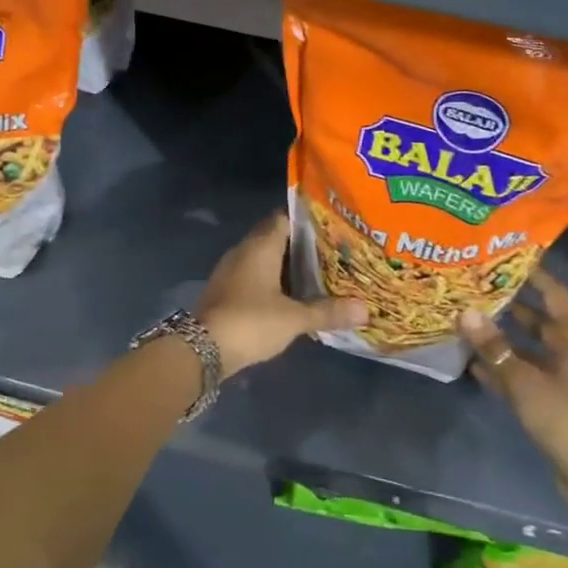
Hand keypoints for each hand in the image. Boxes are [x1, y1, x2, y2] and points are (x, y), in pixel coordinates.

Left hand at [197, 212, 366, 378]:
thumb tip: (366, 309)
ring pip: (264, 259)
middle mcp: (244, 250)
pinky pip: (254, 276)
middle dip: (301, 246)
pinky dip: (273, 282)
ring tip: (319, 274)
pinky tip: (292, 296)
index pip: (284, 218)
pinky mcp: (226, 291)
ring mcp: (231, 271)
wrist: (201, 349)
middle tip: (332, 252)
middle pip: (275, 238)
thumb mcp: (294, 318)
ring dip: (286, 266)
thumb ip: (328, 311)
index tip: (332, 228)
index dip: (307, 221)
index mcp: (260, 245)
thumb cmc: (251, 322)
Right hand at [460, 268, 567, 499]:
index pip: (554, 293)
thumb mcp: (524, 380)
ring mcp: (563, 376)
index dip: (532, 274)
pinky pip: (524, 374)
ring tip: (467, 320)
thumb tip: (465, 312)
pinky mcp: (552, 399)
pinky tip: (472, 362)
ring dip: (502, 338)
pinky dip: (503, 367)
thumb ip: (493, 347)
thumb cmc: (566, 417)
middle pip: (538, 319)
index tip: (503, 257)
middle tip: (475, 287)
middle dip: (509, 304)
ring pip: (528, 347)